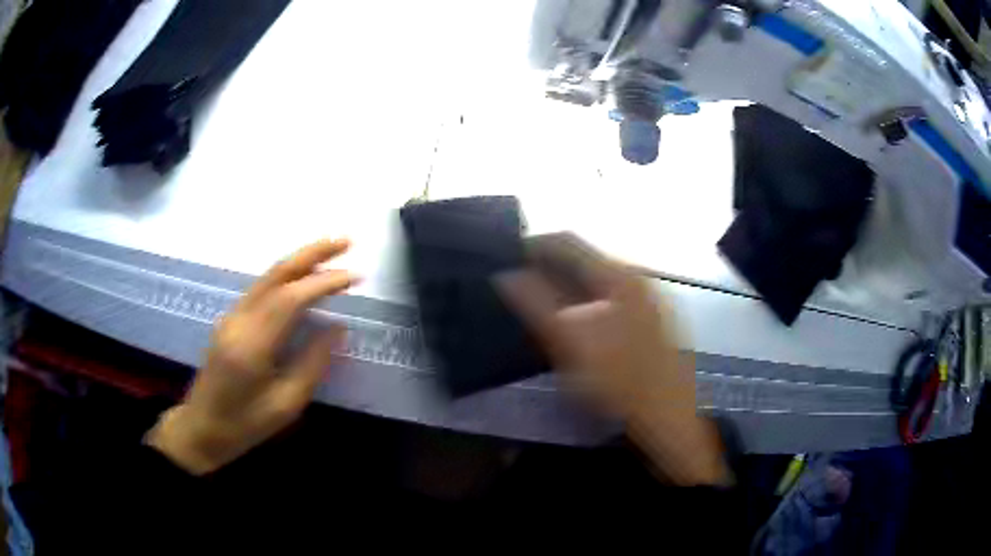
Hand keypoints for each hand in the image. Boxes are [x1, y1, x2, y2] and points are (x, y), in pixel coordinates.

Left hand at [147, 239, 358, 474]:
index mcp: (252, 345)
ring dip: (300, 260)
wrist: (201, 428)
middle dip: (312, 253)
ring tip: (332, 252)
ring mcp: (231, 317)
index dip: (323, 283)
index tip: (354, 276)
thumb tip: (337, 329)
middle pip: (276, 274)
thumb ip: (312, 364)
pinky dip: (286, 276)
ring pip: (267, 277)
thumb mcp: (285, 405)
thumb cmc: (245, 425)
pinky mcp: (230, 320)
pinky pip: (261, 288)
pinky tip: (303, 278)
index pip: (291, 299)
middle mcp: (239, 320)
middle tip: (345, 240)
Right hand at [497, 234, 728, 485]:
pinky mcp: (652, 314)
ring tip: (539, 302)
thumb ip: (536, 304)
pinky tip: (575, 320)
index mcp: (618, 274)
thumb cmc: (619, 381)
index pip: (566, 241)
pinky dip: (586, 298)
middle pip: (583, 257)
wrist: (667, 416)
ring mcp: (647, 295)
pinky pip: (610, 294)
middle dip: (548, 266)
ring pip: (597, 277)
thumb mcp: (571, 343)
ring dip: (566, 283)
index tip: (504, 258)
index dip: (532, 245)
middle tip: (517, 285)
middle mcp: (636, 275)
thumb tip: (507, 274)